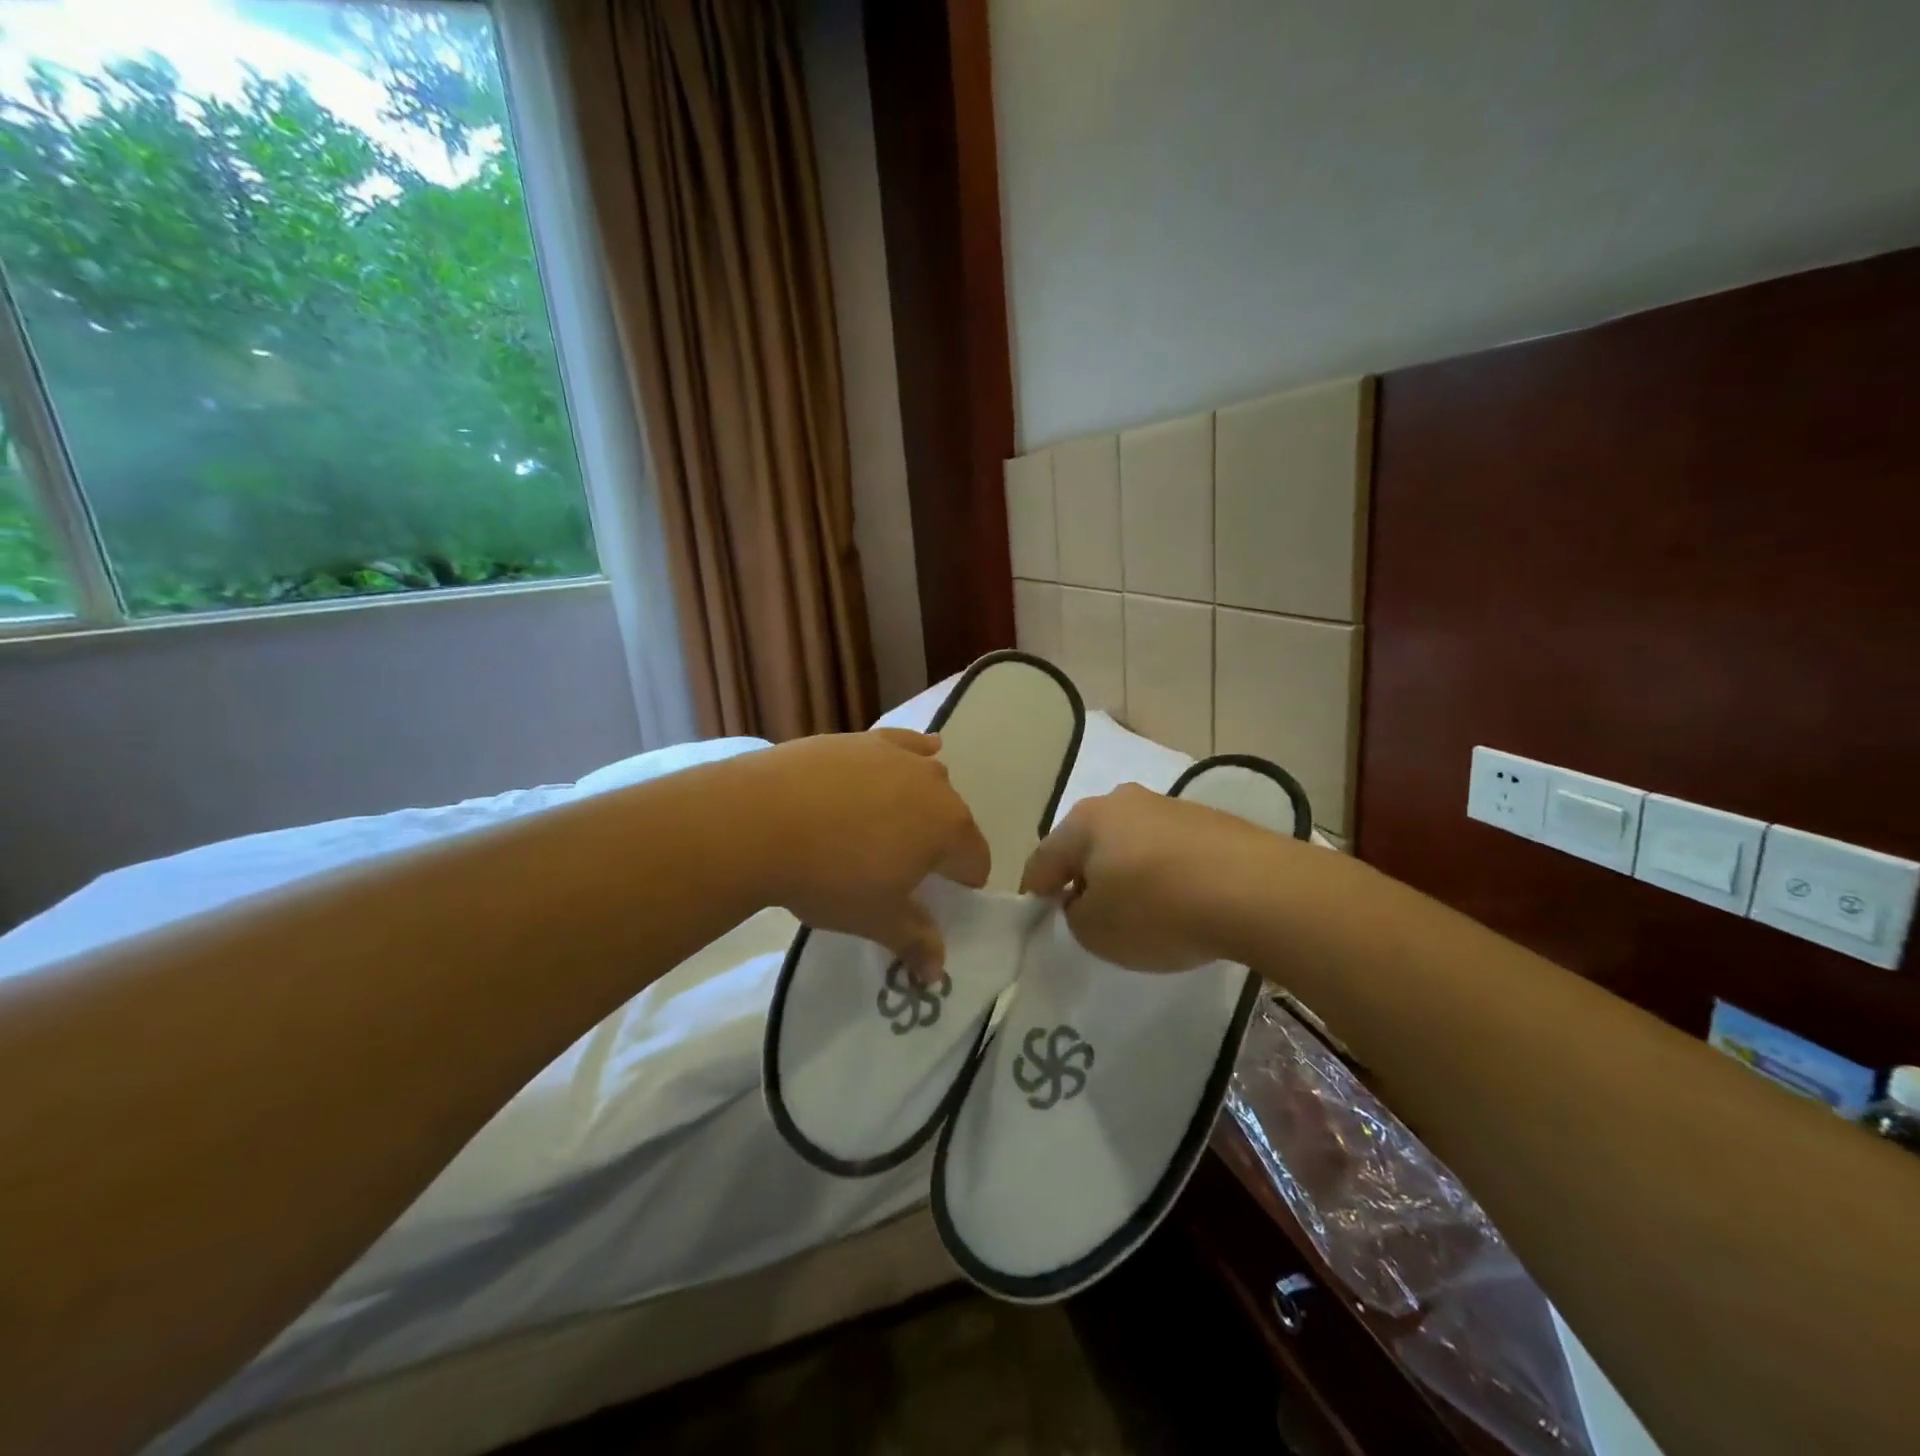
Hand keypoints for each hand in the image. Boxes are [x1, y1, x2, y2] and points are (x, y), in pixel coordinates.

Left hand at [746, 730, 990, 973]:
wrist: (760, 820)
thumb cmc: (830, 876)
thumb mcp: (876, 918)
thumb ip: (914, 941)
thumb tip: (937, 972)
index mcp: (948, 828)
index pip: (975, 860)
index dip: (963, 884)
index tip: (937, 899)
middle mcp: (934, 784)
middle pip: (953, 819)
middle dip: (938, 843)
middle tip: (901, 867)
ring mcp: (896, 755)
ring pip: (927, 780)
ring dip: (920, 803)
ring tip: (887, 824)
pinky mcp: (862, 739)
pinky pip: (900, 744)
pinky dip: (909, 752)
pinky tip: (908, 755)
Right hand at [1020, 783, 1284, 971]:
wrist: (1257, 890)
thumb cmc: (1158, 910)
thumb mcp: (1096, 931)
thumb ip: (1075, 914)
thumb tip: (1087, 898)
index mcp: (1084, 821)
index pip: (1043, 858)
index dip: (1036, 890)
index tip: (1040, 915)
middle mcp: (1121, 801)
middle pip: (1087, 843)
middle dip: (1083, 875)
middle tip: (1089, 912)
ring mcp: (1168, 805)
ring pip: (1129, 841)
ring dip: (1126, 871)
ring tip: (1140, 909)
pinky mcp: (1208, 819)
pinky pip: (1169, 849)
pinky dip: (1164, 872)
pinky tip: (1180, 899)